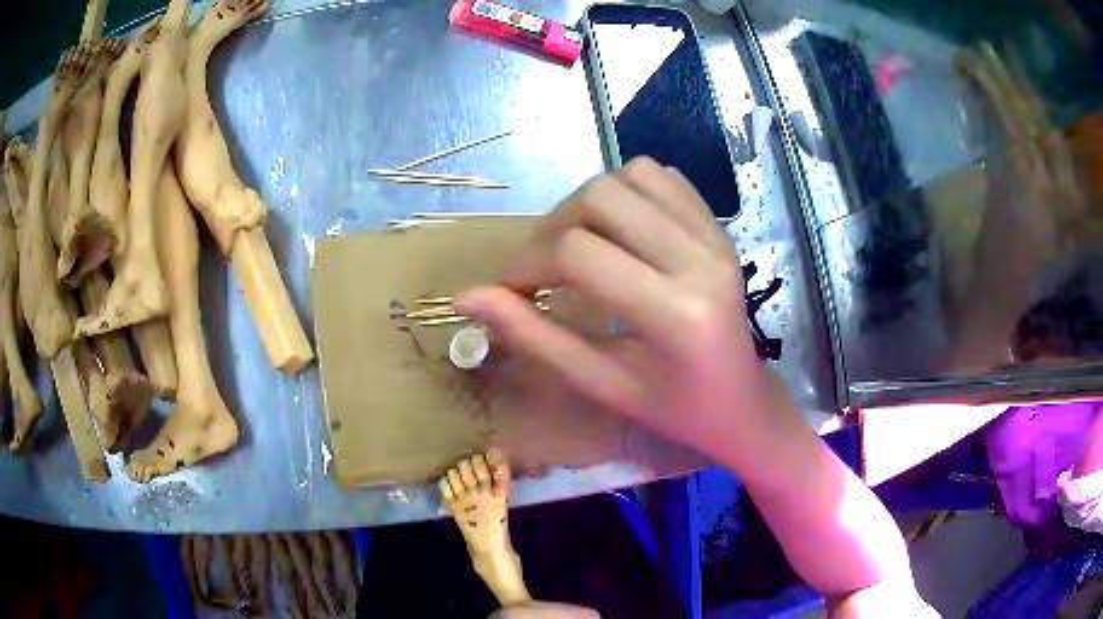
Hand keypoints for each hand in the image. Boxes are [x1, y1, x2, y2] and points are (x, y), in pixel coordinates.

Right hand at [455, 157, 801, 469]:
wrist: (742, 402)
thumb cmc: (673, 409)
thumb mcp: (600, 383)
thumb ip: (534, 336)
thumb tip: (466, 297)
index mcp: (675, 313)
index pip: (577, 254)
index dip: (527, 265)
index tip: (512, 290)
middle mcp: (700, 260)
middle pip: (600, 198)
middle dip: (552, 227)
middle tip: (541, 268)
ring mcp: (715, 236)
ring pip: (629, 175)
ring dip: (587, 203)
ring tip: (578, 245)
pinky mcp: (718, 226)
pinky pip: (662, 177)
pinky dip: (625, 190)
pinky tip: (617, 230)